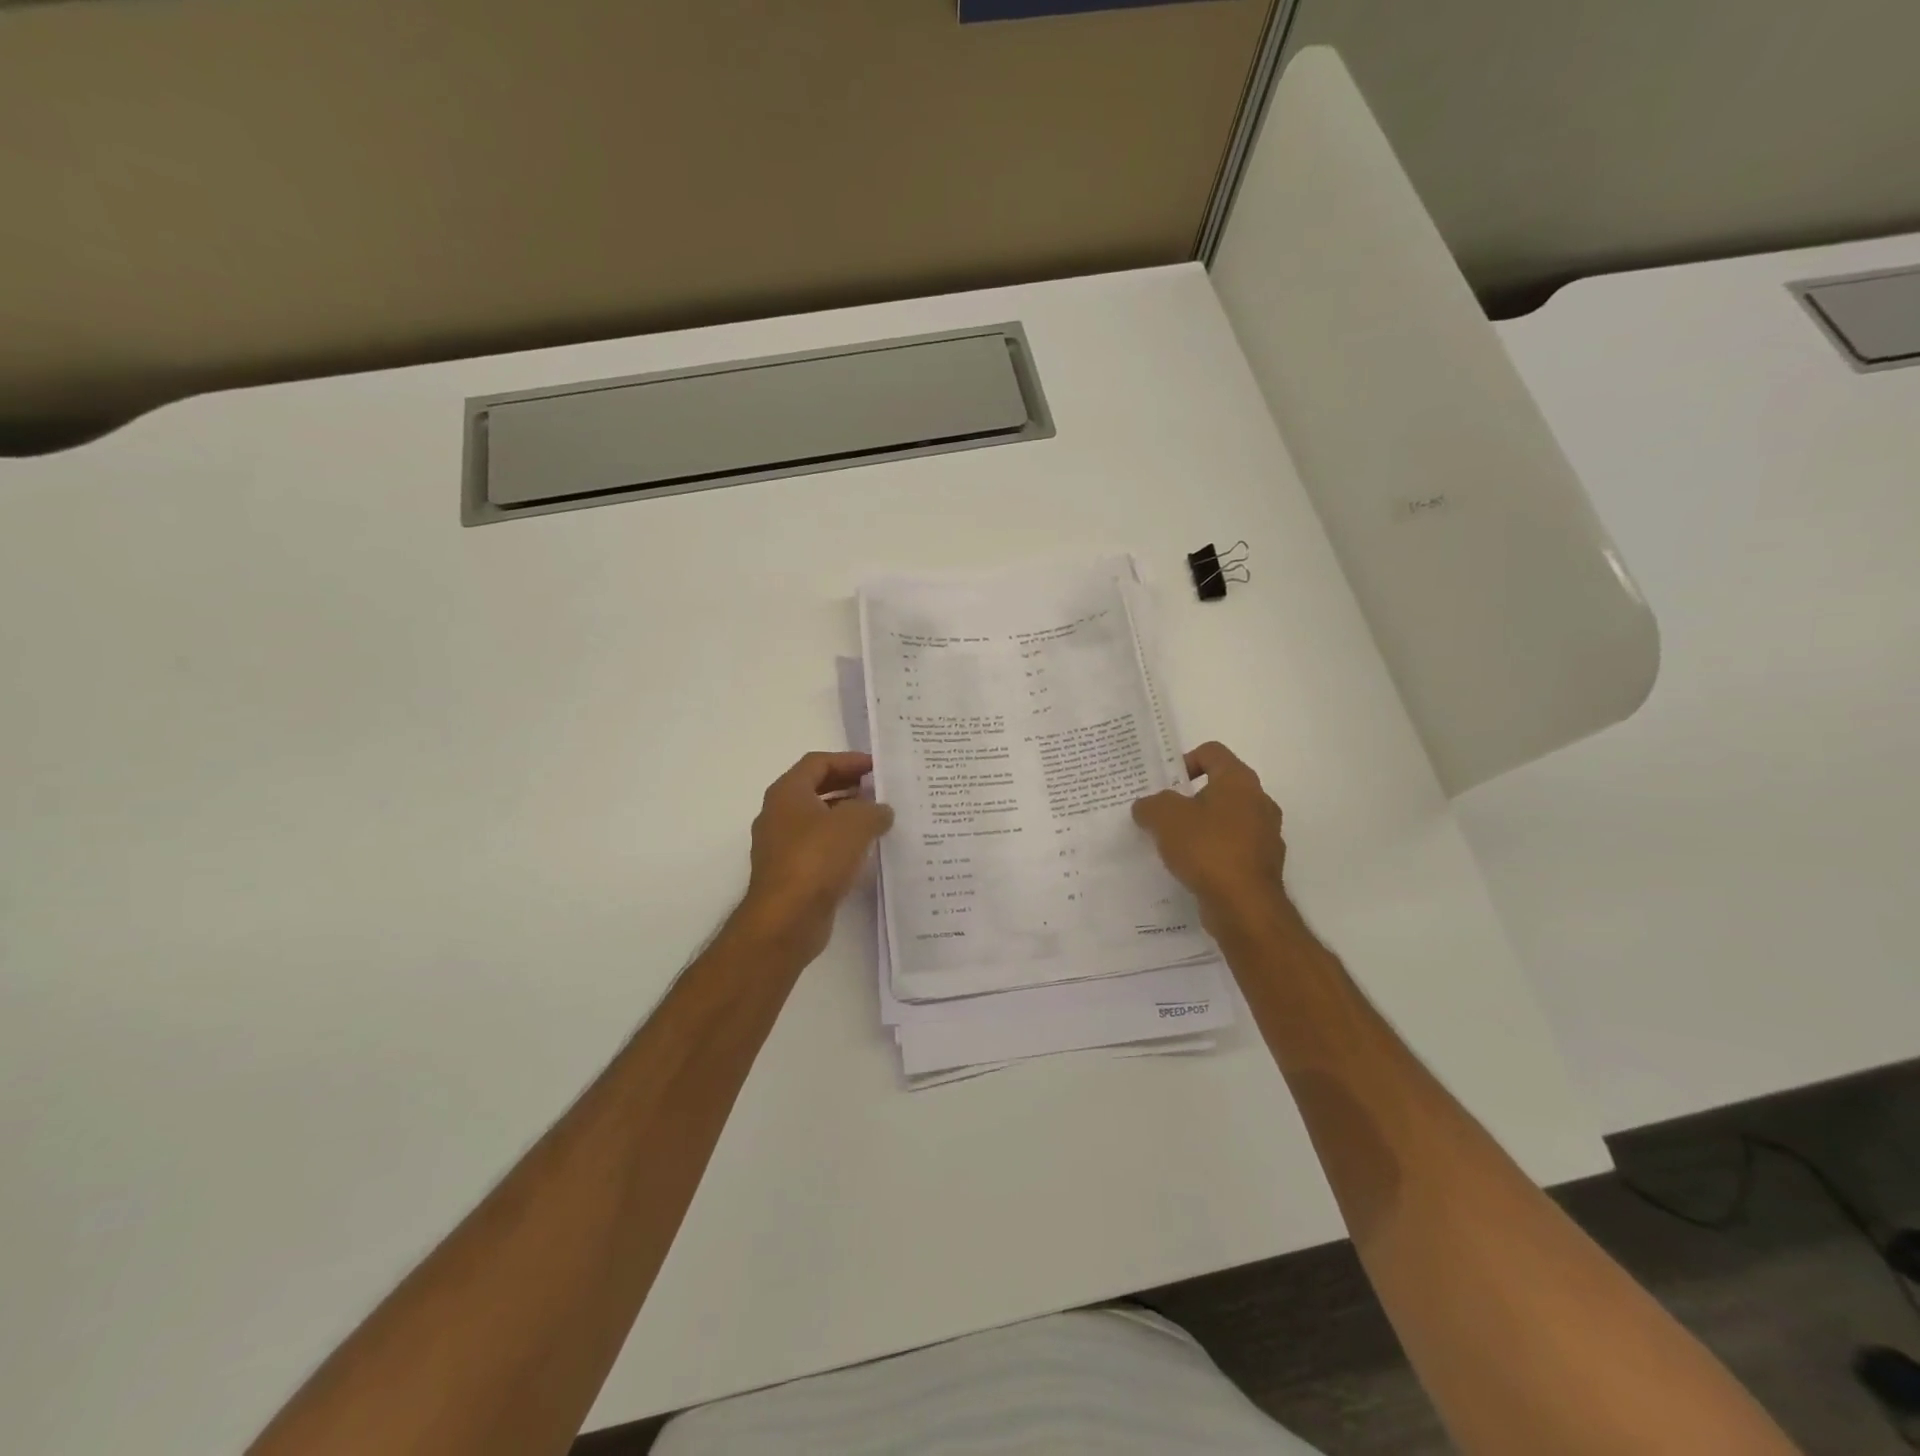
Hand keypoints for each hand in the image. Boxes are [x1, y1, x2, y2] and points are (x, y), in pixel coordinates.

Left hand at [732, 751, 893, 963]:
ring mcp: (781, 846)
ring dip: (846, 816)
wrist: (786, 919)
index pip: (818, 763)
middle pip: (816, 789)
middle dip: (849, 786)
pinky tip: (865, 852)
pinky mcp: (790, 874)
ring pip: (817, 820)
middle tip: (880, 790)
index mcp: (787, 793)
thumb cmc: (817, 858)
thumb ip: (874, 809)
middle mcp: (778, 815)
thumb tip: (882, 811)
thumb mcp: (855, 823)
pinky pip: (818, 848)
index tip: (877, 767)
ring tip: (879, 819)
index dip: (848, 760)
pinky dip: (841, 843)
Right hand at [1132, 741, 1295, 938]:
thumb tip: (1147, 807)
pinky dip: (1213, 853)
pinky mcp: (1263, 865)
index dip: (1185, 760)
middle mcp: (1259, 802)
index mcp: (1239, 781)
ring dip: (1202, 827)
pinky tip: (1192, 868)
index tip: (1165, 784)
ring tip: (1174, 844)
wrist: (1244, 905)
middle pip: (1220, 787)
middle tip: (1164, 814)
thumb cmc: (1207, 848)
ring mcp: (1266, 835)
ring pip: (1227, 820)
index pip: (1212, 752)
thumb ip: (1151, 805)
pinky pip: (1233, 848)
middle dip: (1190, 798)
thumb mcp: (1164, 817)